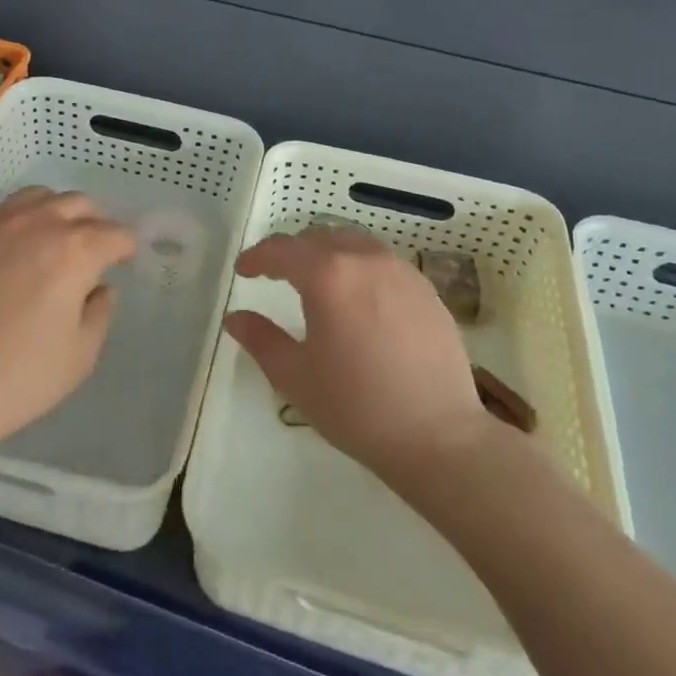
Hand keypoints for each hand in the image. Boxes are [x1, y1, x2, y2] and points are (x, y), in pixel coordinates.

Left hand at [0, 187, 135, 471]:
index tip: (125, 262)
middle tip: (92, 254)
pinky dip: (21, 219)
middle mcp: (37, 223)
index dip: (126, 248)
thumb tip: (100, 288)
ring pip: (40, 196)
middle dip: (95, 224)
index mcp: (74, 251)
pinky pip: (3, 210)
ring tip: (53, 243)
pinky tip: (14, 250)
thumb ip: (101, 312)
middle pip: (80, 204)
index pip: (115, 234)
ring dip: (57, 213)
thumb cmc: (18, 379)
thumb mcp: (80, 356)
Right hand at [227, 228, 491, 487]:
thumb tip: (235, 318)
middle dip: (292, 252)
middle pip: (319, 239)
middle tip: (276, 275)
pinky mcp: (427, 290)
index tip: (244, 271)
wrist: (440, 436)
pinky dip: (359, 267)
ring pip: (354, 244)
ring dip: (327, 254)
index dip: (257, 257)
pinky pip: (382, 262)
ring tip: (317, 281)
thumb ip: (260, 339)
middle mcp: (365, 259)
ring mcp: (401, 271)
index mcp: (328, 275)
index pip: (282, 250)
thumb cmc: (357, 407)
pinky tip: (359, 299)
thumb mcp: (295, 376)